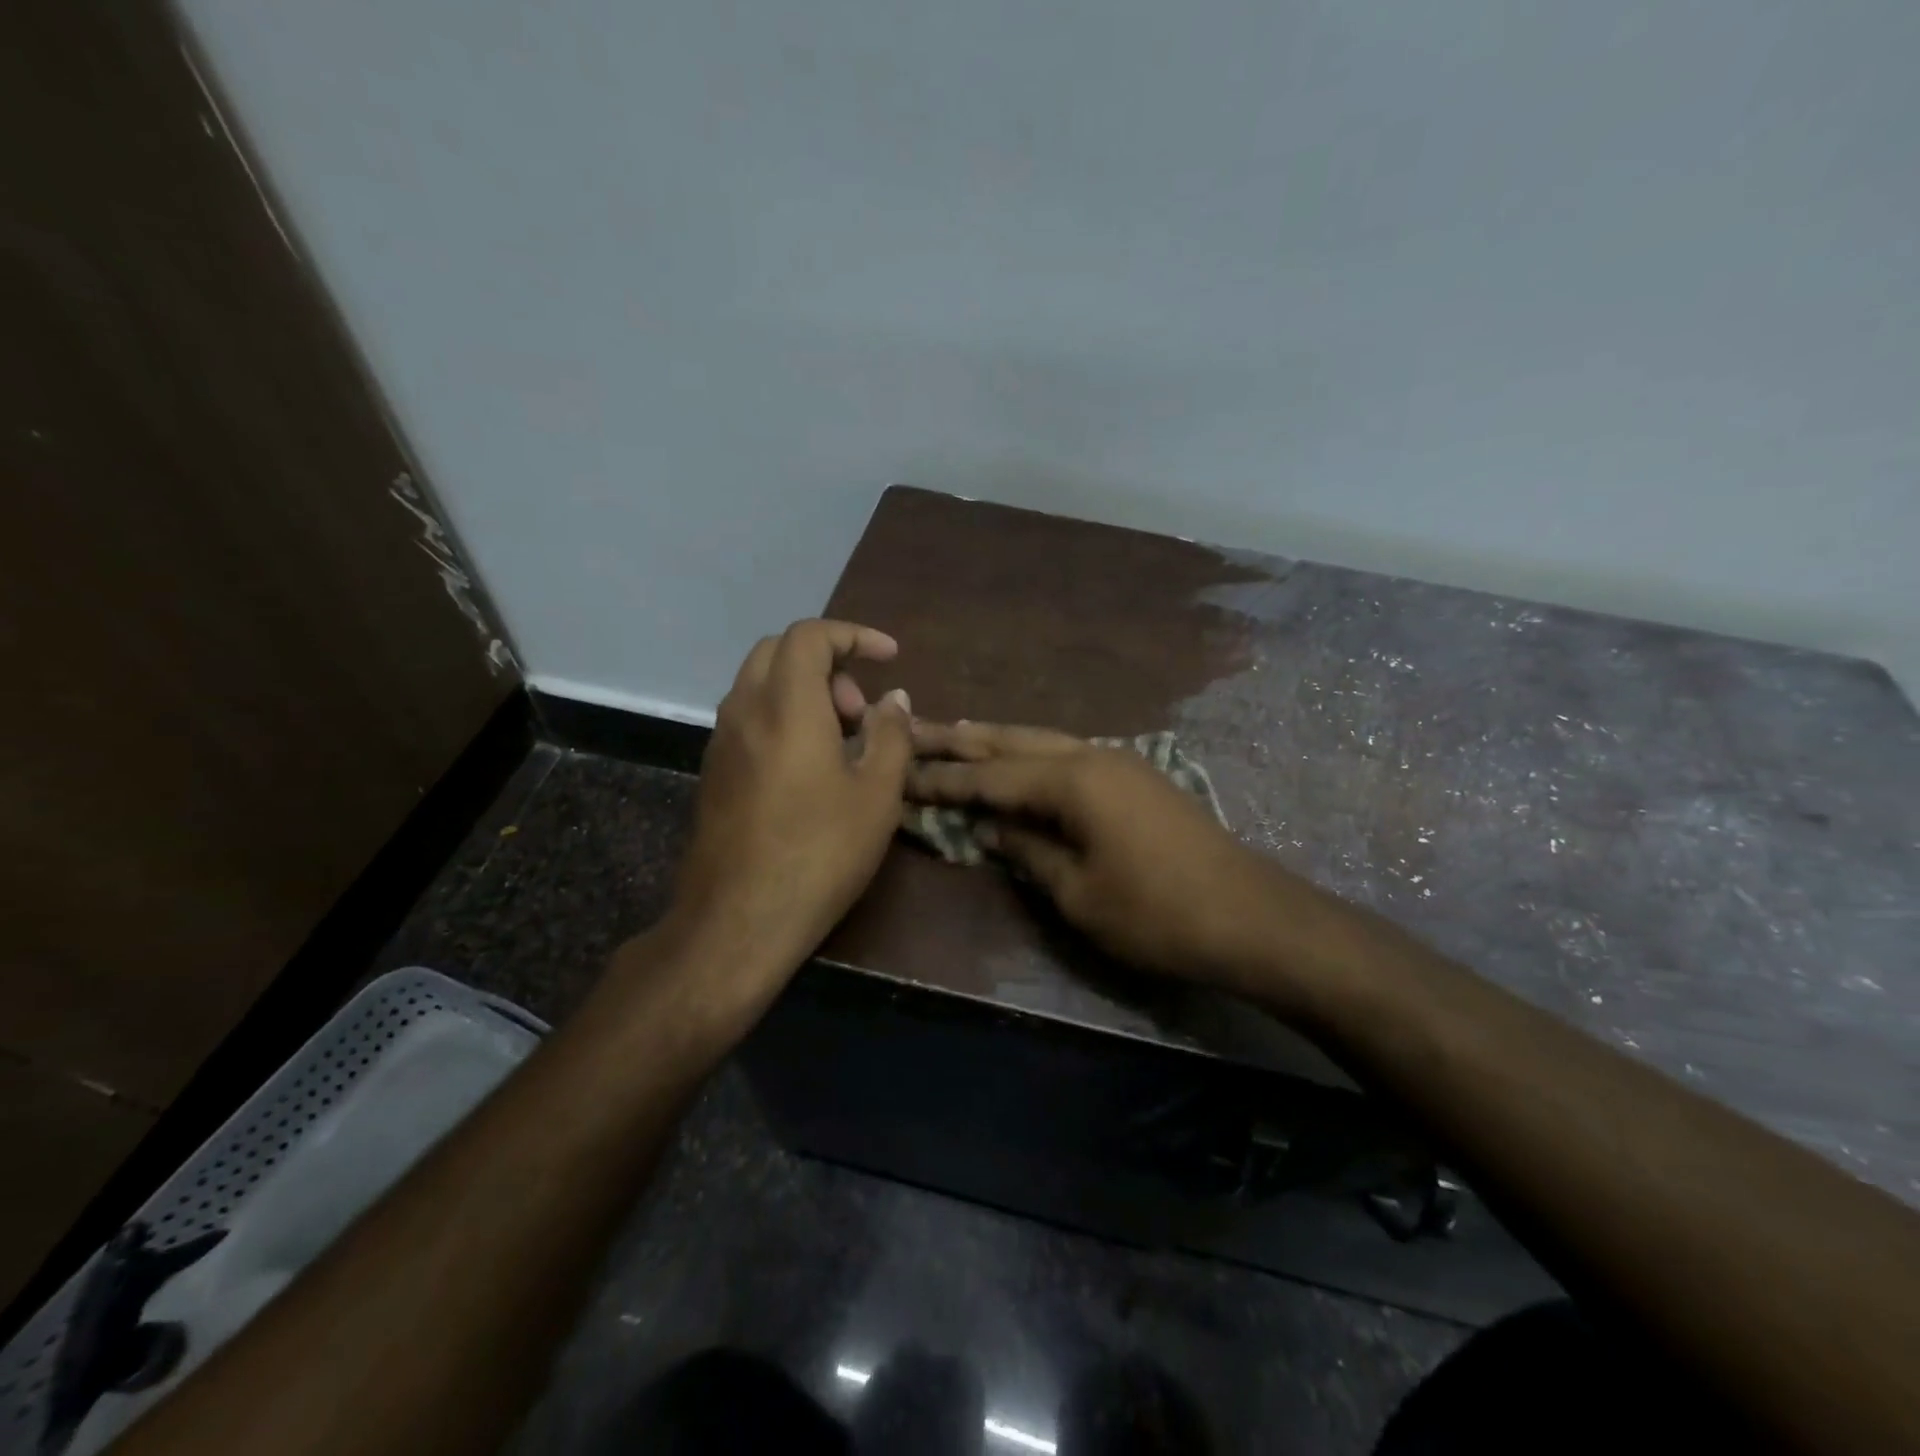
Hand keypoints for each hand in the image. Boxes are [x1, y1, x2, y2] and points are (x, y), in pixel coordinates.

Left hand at [657, 619, 912, 1010]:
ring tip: (842, 740)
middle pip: (779, 651)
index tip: (890, 657)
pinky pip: (748, 717)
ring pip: (759, 683)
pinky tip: (809, 767)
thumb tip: (894, 699)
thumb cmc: (820, 853)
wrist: (738, 919)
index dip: (854, 635)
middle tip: (860, 709)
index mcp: (787, 705)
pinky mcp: (712, 771)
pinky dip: (782, 716)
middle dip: (827, 662)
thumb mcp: (876, 795)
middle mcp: (744, 709)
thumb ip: (890, 735)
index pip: (811, 635)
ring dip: (804, 691)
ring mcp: (721, 741)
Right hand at [907, 722, 1295, 988]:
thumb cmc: (1157, 913)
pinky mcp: (1138, 778)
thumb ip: (1029, 851)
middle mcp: (1093, 755)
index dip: (944, 778)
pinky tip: (1021, 762)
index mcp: (1073, 780)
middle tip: (916, 730)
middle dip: (963, 740)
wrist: (1251, 916)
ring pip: (1044, 741)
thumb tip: (992, 827)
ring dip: (999, 741)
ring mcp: (1121, 762)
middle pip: (1014, 741)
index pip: (991, 776)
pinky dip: (1034, 756)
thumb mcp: (1078, 894)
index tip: (901, 772)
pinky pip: (1070, 756)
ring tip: (957, 734)